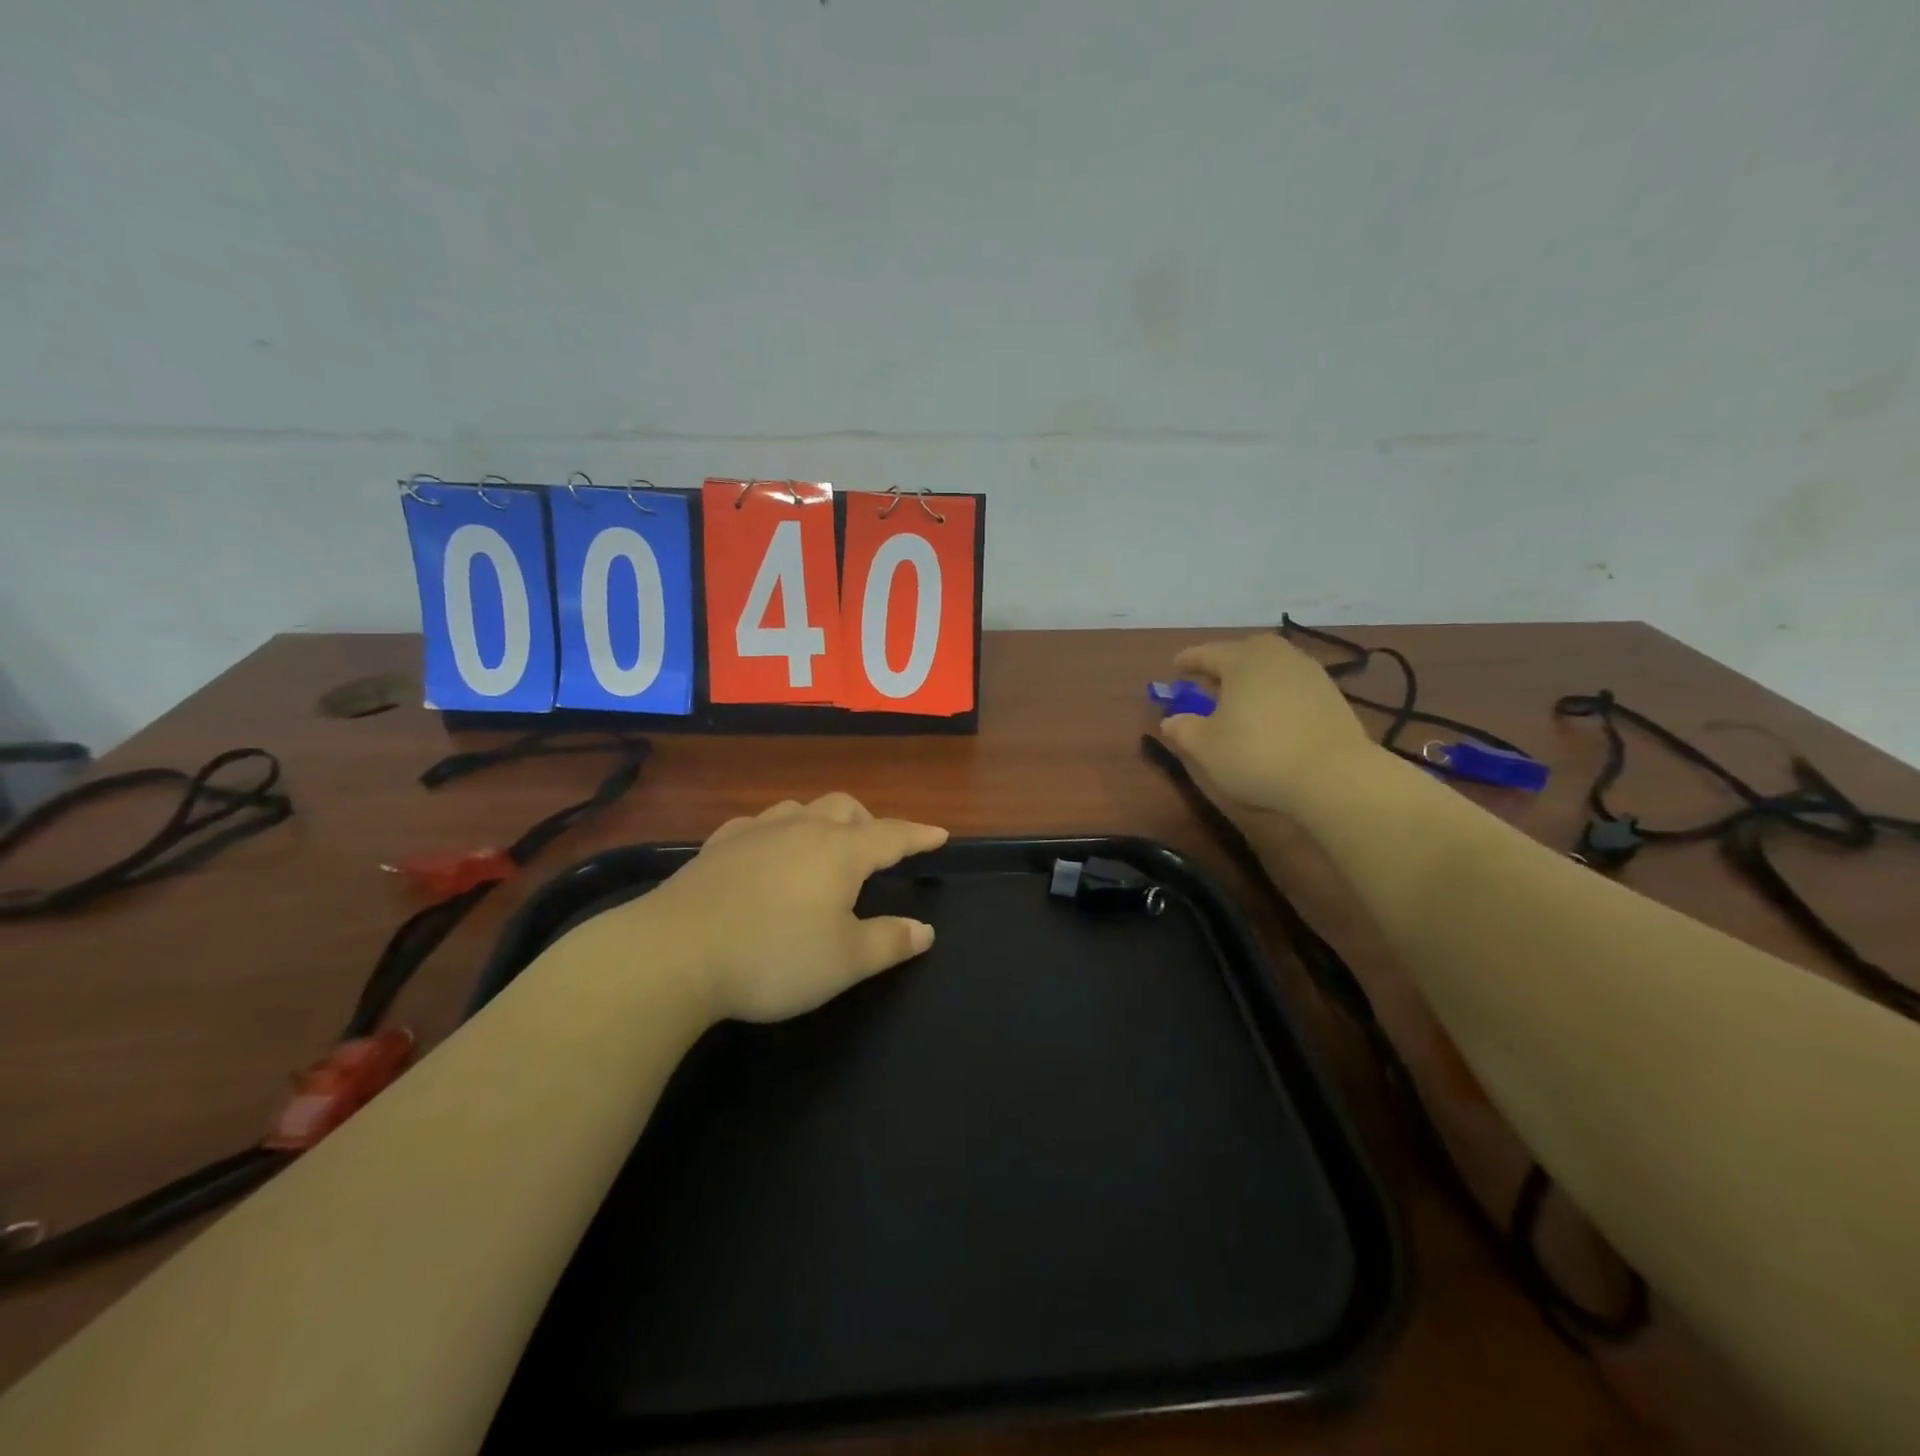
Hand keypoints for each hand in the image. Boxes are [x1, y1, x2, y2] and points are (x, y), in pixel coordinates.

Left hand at [645, 793, 948, 1022]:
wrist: (673, 954)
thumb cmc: (772, 957)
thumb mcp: (844, 962)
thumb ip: (889, 942)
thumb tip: (925, 929)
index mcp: (839, 852)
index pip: (892, 835)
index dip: (919, 835)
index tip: (939, 834)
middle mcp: (800, 829)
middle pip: (844, 808)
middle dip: (869, 822)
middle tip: (877, 850)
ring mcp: (755, 833)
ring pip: (800, 809)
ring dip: (822, 822)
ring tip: (824, 849)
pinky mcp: (716, 846)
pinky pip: (758, 825)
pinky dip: (777, 833)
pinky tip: (766, 852)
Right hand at [1159, 633, 1374, 815]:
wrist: (1334, 776)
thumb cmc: (1257, 755)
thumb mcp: (1205, 747)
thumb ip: (1183, 729)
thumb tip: (1171, 720)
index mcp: (1242, 660)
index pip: (1207, 653)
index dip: (1188, 661)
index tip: (1176, 667)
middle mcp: (1278, 657)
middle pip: (1246, 651)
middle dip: (1226, 662)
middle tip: (1212, 680)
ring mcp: (1310, 674)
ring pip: (1273, 666)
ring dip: (1255, 678)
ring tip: (1243, 699)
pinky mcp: (1332, 697)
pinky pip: (1294, 685)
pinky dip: (1277, 694)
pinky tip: (1273, 715)